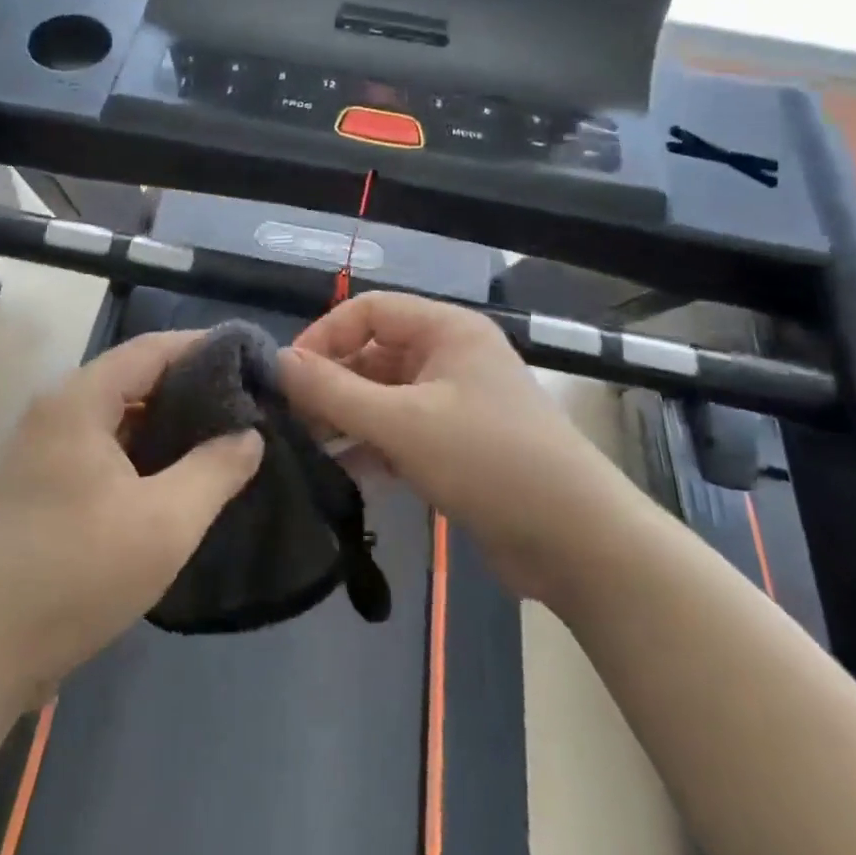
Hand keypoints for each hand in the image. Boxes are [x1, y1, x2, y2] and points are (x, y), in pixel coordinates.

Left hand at [0, 331, 263, 704]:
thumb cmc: (78, 574)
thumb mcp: (165, 523)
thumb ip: (215, 470)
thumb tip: (249, 436)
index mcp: (80, 400)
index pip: (152, 349)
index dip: (204, 348)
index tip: (252, 362)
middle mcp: (58, 408)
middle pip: (134, 376)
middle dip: (190, 385)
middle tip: (245, 402)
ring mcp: (46, 444)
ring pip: (119, 412)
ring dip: (166, 419)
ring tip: (221, 434)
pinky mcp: (44, 478)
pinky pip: (104, 442)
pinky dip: (142, 446)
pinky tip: (177, 470)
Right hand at [277, 293, 637, 600]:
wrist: (578, 544)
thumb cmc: (490, 462)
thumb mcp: (403, 423)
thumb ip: (334, 391)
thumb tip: (277, 361)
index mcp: (445, 329)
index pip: (367, 310)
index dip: (324, 336)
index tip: (289, 377)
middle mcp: (449, 356)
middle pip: (372, 354)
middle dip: (331, 383)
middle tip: (291, 419)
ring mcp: (453, 402)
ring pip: (382, 396)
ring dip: (346, 417)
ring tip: (306, 446)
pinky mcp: (455, 445)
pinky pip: (399, 431)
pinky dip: (370, 446)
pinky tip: (340, 472)